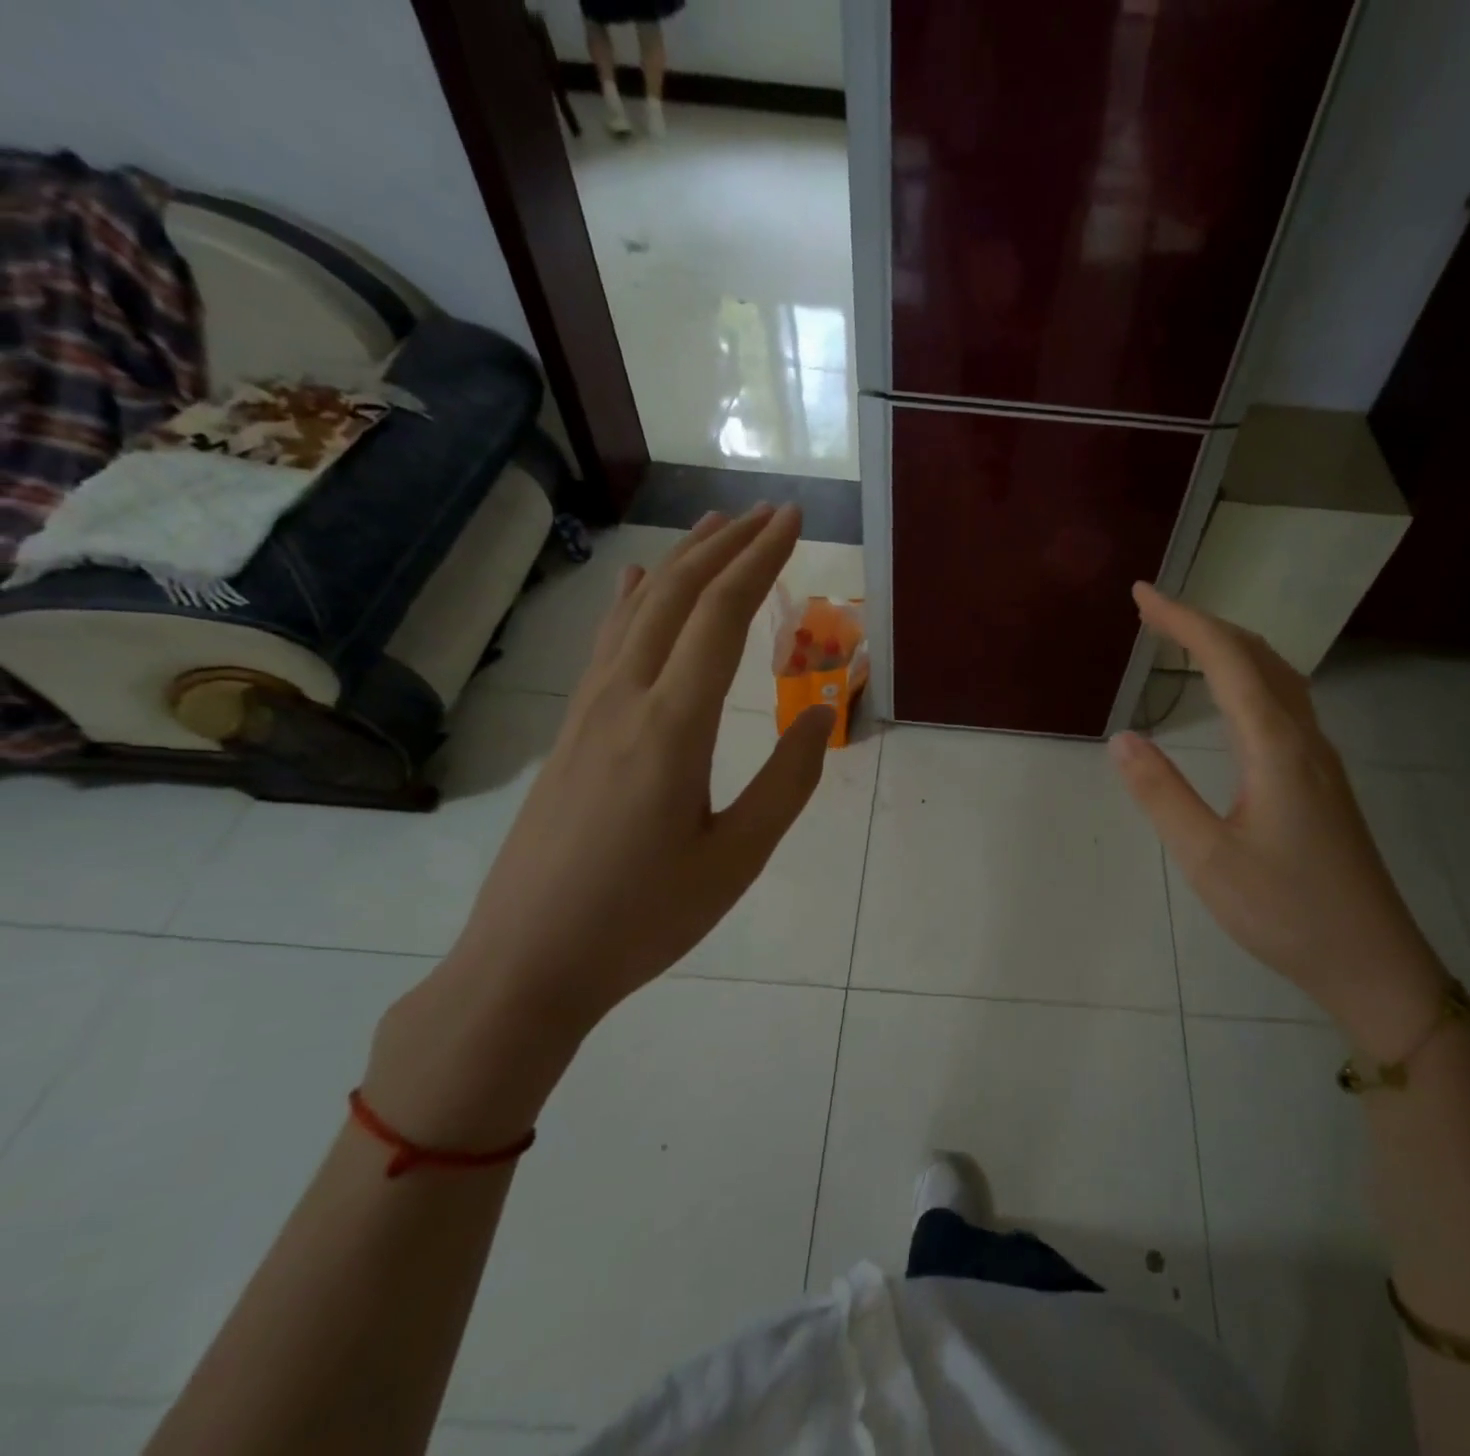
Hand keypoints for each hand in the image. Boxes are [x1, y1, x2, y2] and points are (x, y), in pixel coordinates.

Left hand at [454, 503, 834, 1018]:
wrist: (528, 962)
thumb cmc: (644, 917)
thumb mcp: (737, 858)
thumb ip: (788, 780)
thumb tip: (823, 713)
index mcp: (673, 727)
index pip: (722, 617)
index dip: (760, 561)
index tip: (793, 521)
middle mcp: (625, 699)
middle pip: (677, 597)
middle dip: (726, 547)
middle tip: (767, 513)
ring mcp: (588, 712)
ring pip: (637, 612)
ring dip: (680, 563)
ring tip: (713, 528)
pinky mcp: (570, 731)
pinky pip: (607, 644)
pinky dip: (631, 600)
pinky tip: (635, 583)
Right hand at [1109, 584, 1446, 1057]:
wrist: (1373, 962)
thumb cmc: (1286, 911)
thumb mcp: (1208, 857)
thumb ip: (1162, 794)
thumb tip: (1122, 738)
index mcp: (1276, 747)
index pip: (1228, 660)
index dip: (1183, 620)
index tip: (1141, 595)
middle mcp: (1304, 739)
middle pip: (1258, 656)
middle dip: (1204, 623)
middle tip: (1152, 613)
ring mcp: (1321, 759)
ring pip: (1278, 676)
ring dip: (1230, 647)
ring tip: (1186, 641)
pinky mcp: (1322, 780)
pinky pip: (1284, 701)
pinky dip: (1249, 676)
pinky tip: (1234, 695)